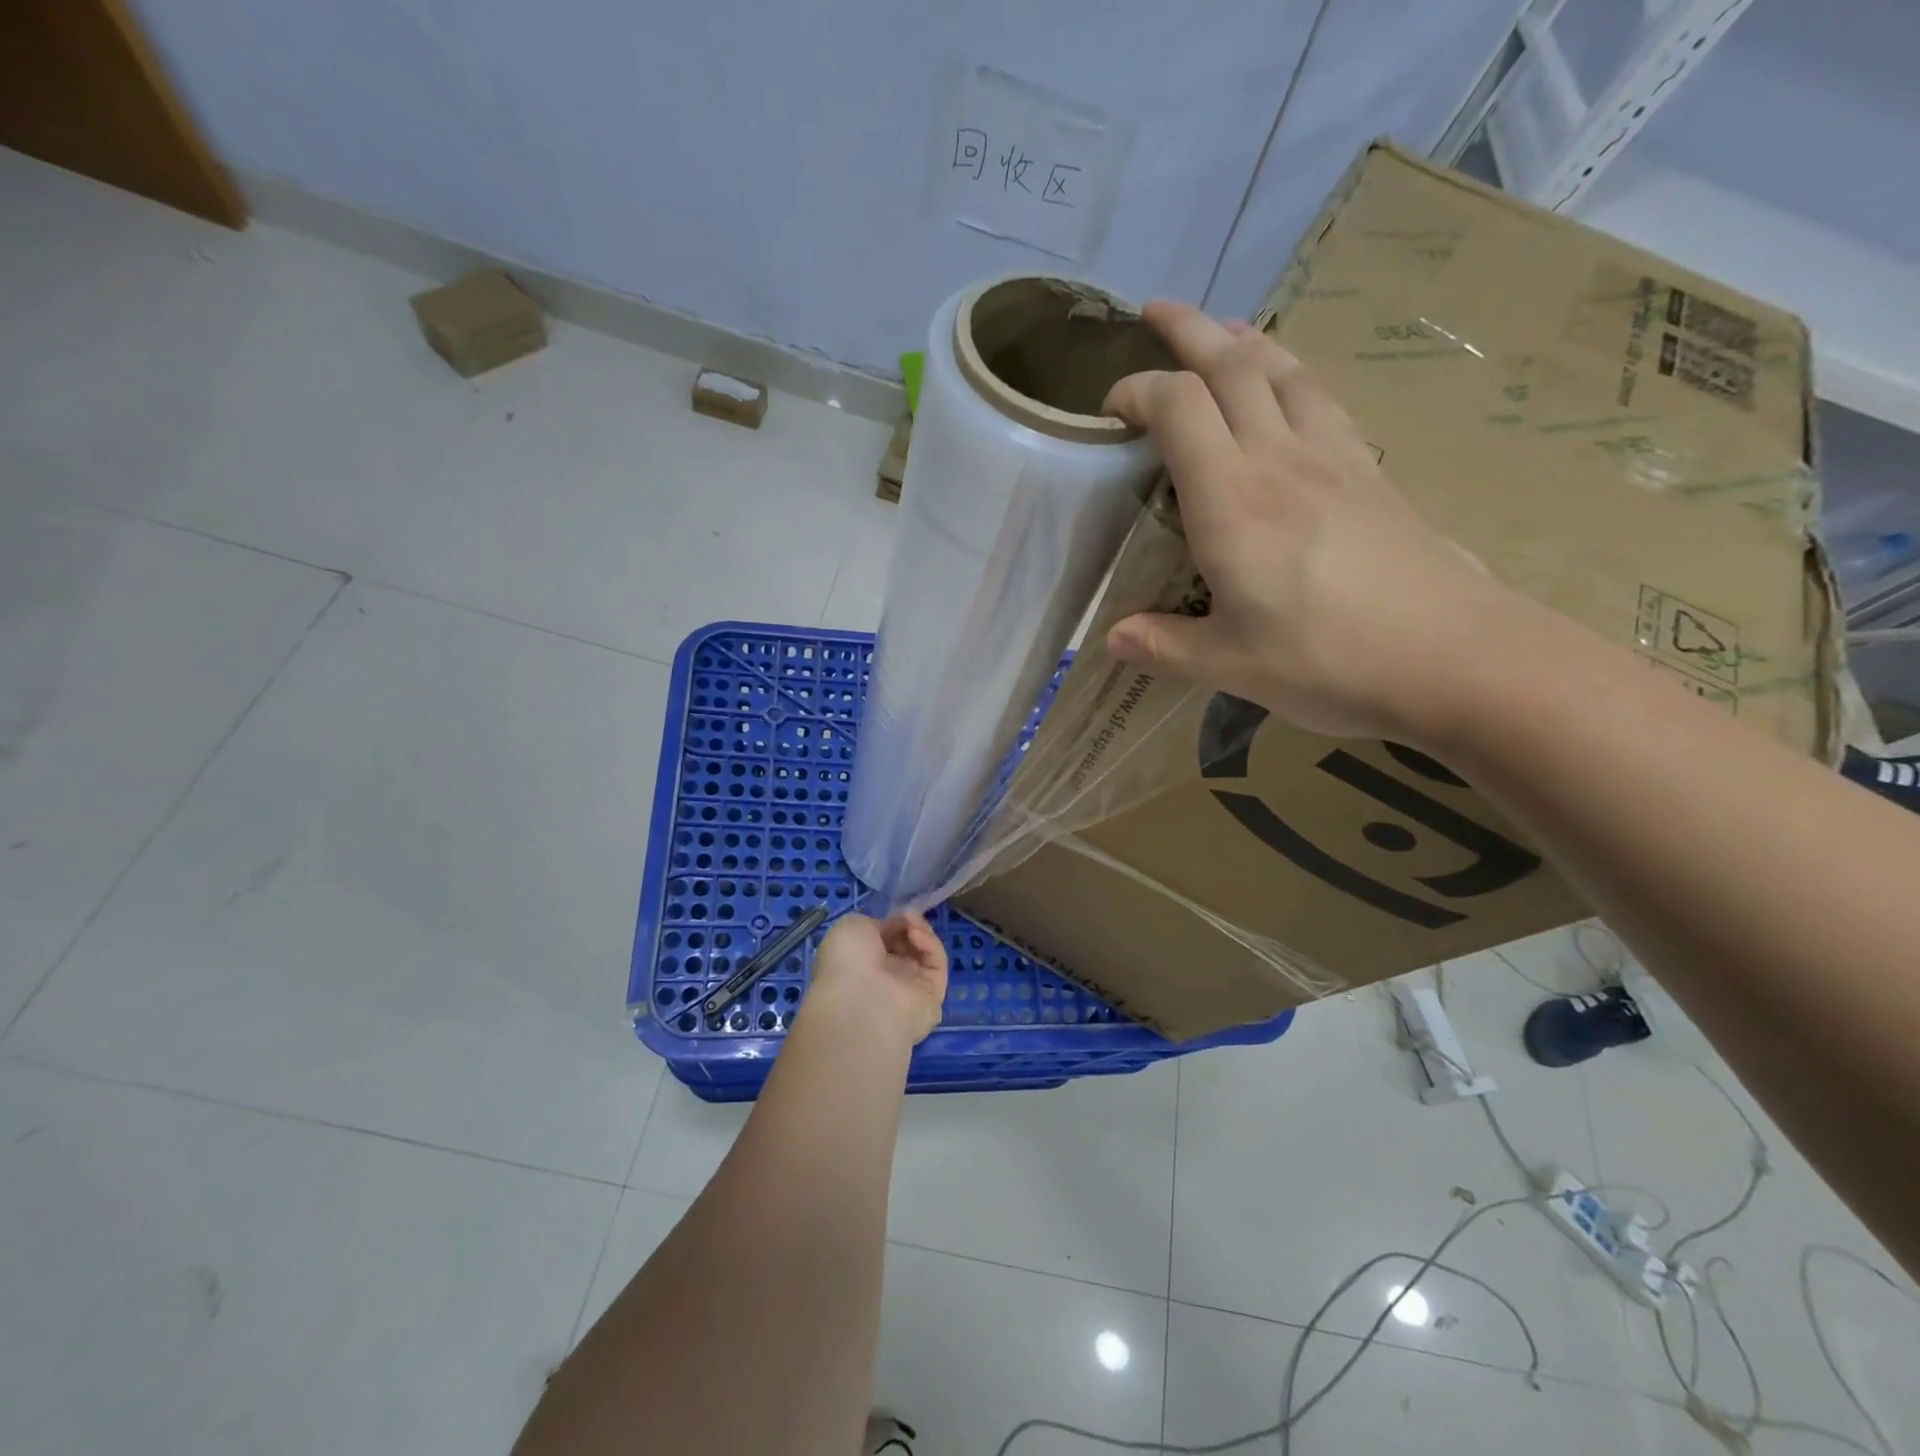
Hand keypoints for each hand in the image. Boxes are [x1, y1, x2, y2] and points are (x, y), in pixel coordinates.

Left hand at [807, 912, 949, 1045]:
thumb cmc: (847, 962)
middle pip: (906, 945)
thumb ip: (873, 923)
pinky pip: (937, 965)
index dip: (890, 923)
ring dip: (920, 932)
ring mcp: (910, 988)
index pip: (883, 941)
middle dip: (907, 926)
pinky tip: (917, 935)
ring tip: (912, 923)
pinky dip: (930, 945)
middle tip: (906, 916)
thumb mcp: (850, 927)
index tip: (894, 912)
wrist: (862, 1003)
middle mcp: (885, 978)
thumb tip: (892, 926)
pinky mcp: (933, 995)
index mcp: (860, 965)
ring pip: (924, 953)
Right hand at [1102, 302, 1511, 741]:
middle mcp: (1280, 459)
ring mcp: (1334, 458)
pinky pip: (1322, 399)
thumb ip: (1164, 646)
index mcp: (1232, 501)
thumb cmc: (1328, 660)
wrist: (1454, 656)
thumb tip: (1113, 638)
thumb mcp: (1229, 665)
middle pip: (1232, 365)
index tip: (1110, 410)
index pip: (1177, 407)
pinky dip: (1291, 375)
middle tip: (1155, 313)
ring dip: (1245, 340)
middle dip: (1188, 331)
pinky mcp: (1371, 472)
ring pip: (1284, 370)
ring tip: (1221, 331)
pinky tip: (1289, 388)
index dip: (1137, 391)